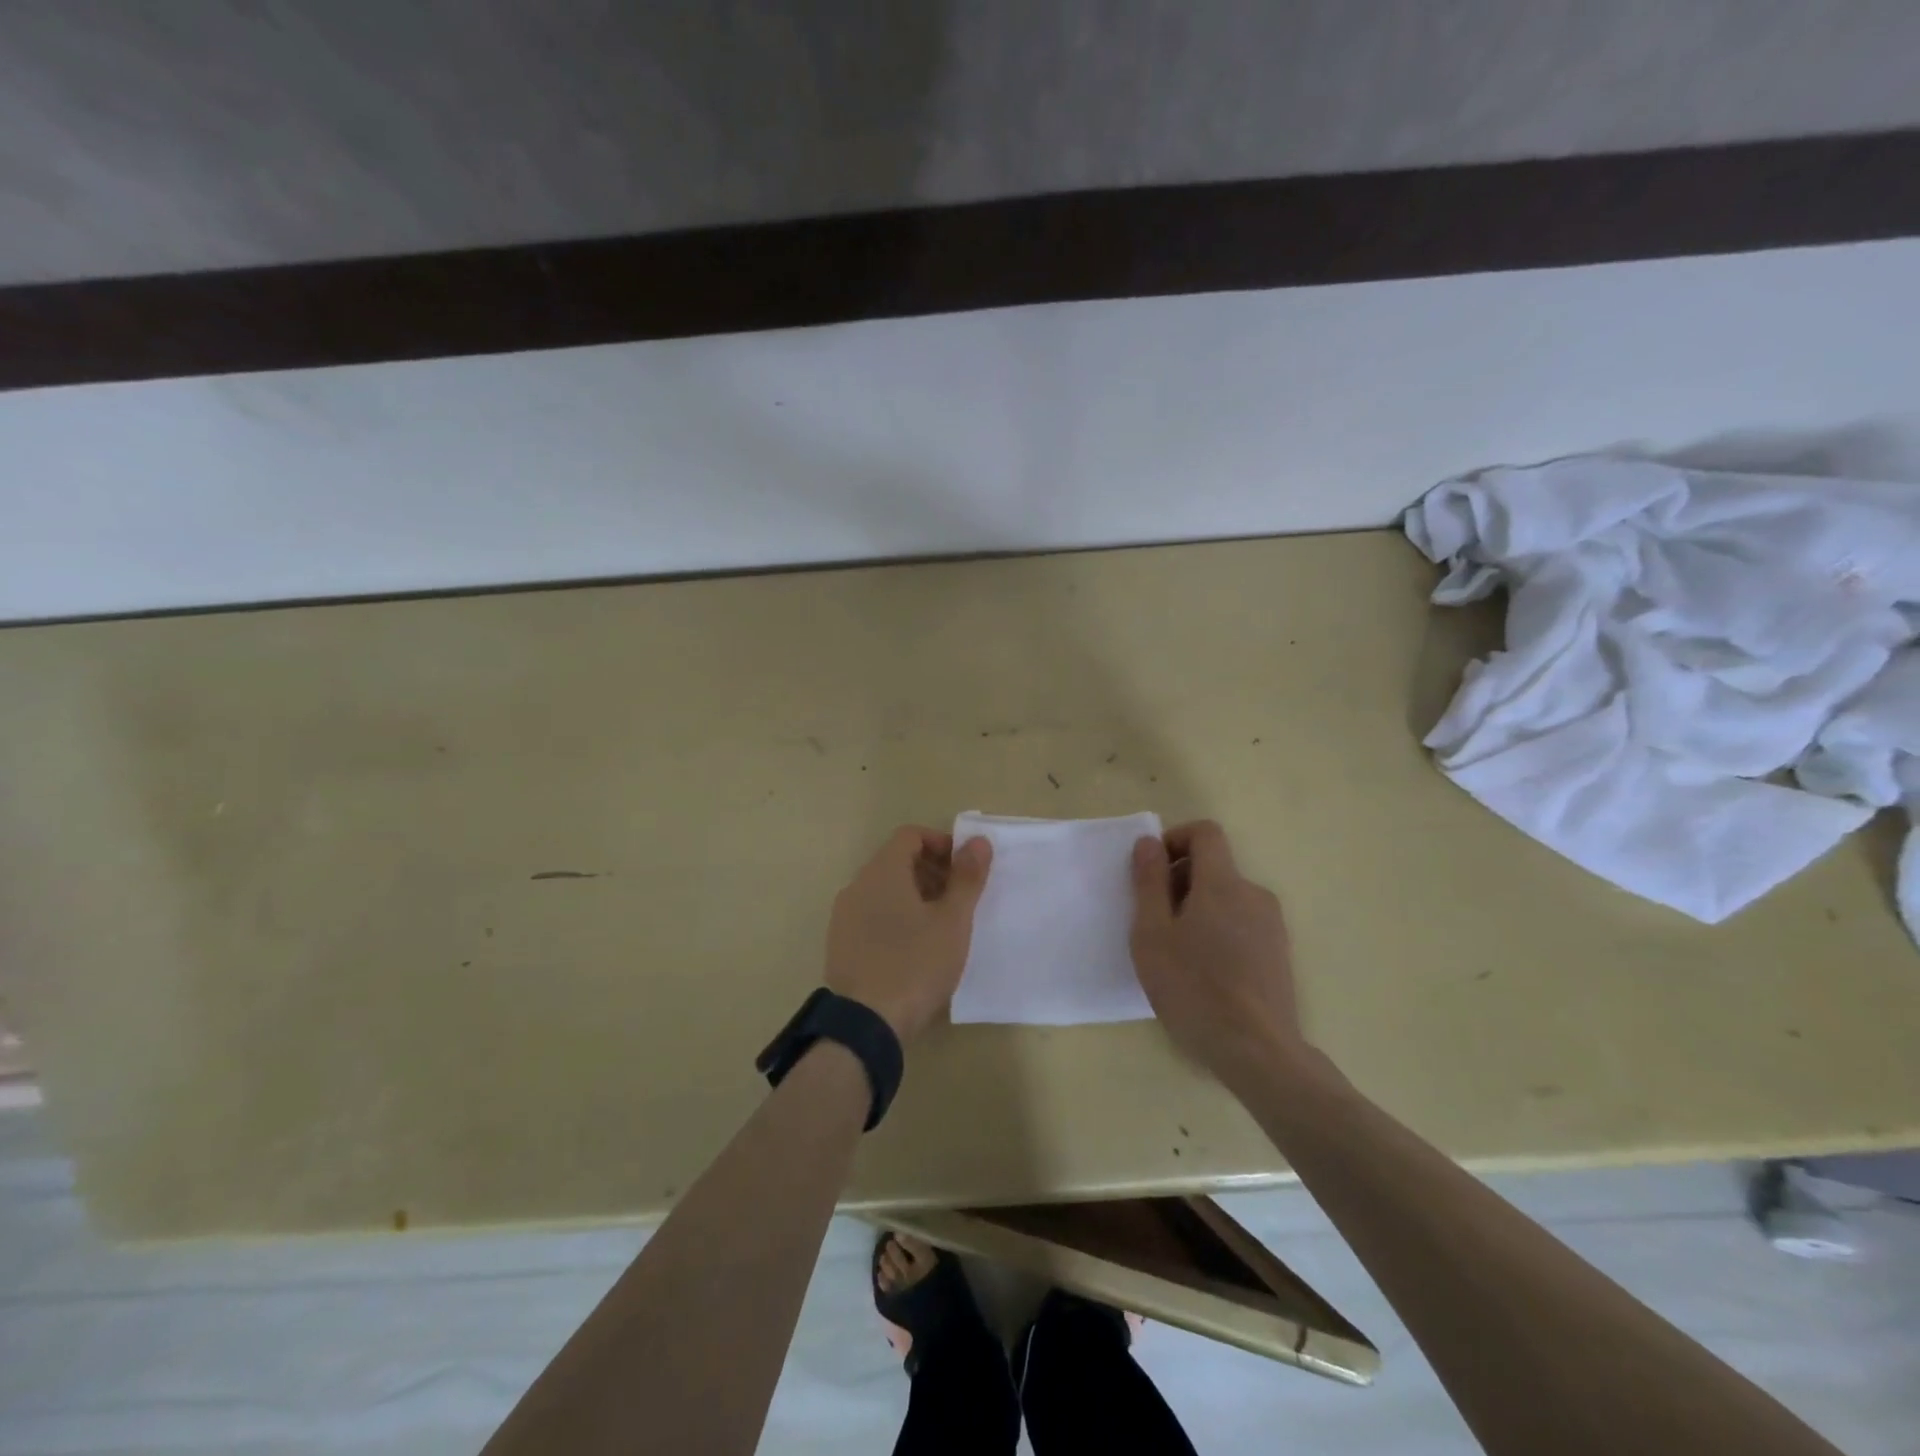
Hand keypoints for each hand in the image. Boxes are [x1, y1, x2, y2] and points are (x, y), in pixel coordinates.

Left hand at [823, 826, 992, 1042]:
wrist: (866, 1025)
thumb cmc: (916, 964)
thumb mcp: (952, 921)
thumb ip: (967, 877)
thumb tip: (977, 841)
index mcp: (882, 871)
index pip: (910, 835)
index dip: (940, 843)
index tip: (964, 869)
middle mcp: (857, 885)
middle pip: (896, 860)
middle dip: (930, 871)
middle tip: (958, 899)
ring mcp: (844, 916)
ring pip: (883, 889)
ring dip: (914, 895)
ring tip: (940, 926)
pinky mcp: (840, 944)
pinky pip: (871, 914)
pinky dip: (895, 916)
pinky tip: (914, 949)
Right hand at [1130, 821, 1305, 1083]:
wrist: (1257, 1051)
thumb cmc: (1194, 988)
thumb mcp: (1152, 933)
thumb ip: (1149, 882)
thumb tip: (1148, 842)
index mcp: (1223, 883)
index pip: (1205, 832)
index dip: (1175, 840)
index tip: (1152, 872)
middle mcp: (1254, 894)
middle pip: (1214, 866)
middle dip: (1180, 880)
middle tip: (1154, 920)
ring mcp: (1272, 925)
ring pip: (1227, 897)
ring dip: (1198, 908)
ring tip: (1176, 952)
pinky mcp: (1279, 953)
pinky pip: (1242, 923)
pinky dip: (1218, 930)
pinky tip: (1204, 972)